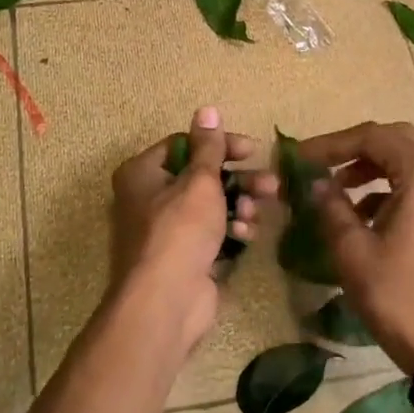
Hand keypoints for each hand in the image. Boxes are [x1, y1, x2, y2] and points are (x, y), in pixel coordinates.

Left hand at [109, 108, 275, 353]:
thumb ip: (208, 147)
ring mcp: (168, 231)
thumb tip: (207, 109)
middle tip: (271, 183)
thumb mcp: (199, 182)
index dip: (219, 145)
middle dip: (239, 179)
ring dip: (239, 204)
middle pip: (201, 177)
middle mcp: (150, 198)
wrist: (165, 303)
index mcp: (143, 173)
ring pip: (211, 206)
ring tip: (258, 209)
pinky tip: (246, 234)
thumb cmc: (179, 231)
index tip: (252, 150)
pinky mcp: (186, 257)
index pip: (184, 145)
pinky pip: (213, 233)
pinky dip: (231, 229)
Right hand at [297, 122, 413, 375]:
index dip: (332, 143)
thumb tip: (317, 183)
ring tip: (333, 187)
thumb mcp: (352, 249)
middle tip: (320, 162)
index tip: (301, 157)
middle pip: (393, 140)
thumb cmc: (397, 294)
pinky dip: (382, 188)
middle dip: (353, 147)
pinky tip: (356, 214)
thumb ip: (332, 207)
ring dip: (368, 166)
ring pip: (403, 162)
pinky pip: (411, 186)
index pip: (373, 137)